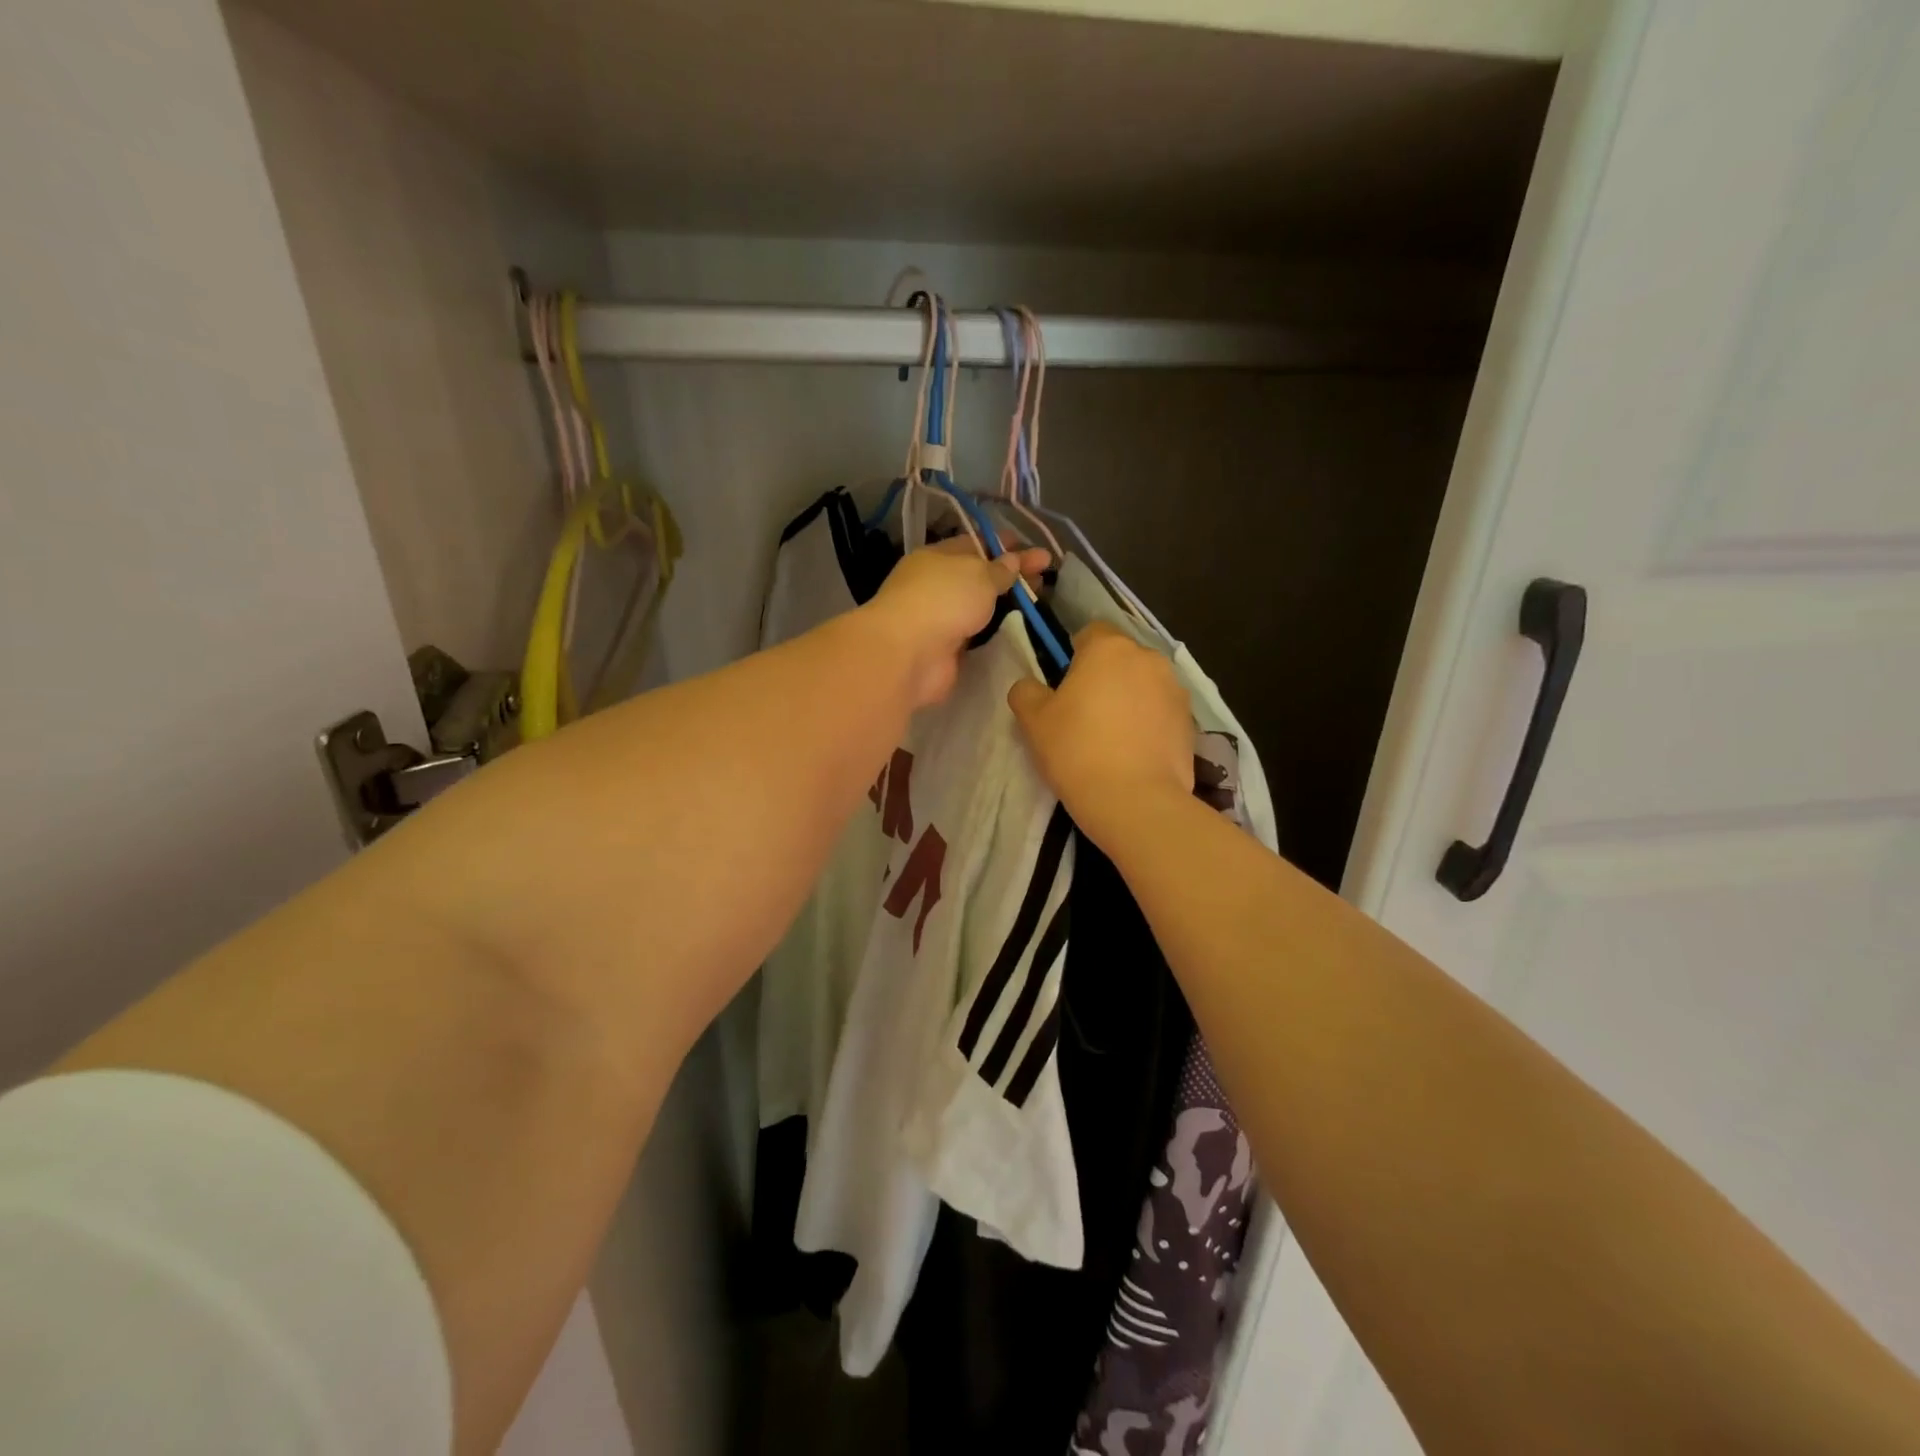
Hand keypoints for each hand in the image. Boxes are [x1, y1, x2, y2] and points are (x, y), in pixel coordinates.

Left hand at [864, 540, 1050, 707]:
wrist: (909, 654)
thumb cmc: (943, 600)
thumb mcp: (978, 574)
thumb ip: (999, 569)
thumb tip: (1012, 561)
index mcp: (937, 557)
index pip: (975, 544)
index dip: (1005, 545)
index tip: (1035, 549)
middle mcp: (936, 586)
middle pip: (980, 577)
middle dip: (1012, 575)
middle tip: (1046, 576)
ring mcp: (940, 619)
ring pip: (979, 607)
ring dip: (1005, 606)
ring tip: (1039, 604)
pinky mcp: (946, 650)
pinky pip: (977, 636)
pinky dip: (995, 633)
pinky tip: (1019, 631)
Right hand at [1008, 623, 1193, 840]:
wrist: (1136, 801)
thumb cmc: (1078, 751)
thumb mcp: (1034, 721)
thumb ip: (1026, 692)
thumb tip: (1030, 685)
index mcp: (1108, 648)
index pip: (1089, 633)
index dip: (1073, 656)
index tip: (1063, 688)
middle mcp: (1147, 658)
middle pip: (1119, 658)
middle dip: (1104, 677)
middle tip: (1084, 714)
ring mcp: (1175, 689)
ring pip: (1143, 683)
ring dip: (1129, 698)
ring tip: (1112, 737)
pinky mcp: (1191, 721)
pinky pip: (1161, 711)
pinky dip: (1149, 722)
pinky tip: (1134, 752)